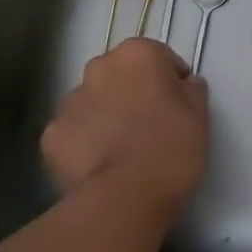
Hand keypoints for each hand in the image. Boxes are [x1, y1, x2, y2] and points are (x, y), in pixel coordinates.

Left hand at [42, 39, 207, 215]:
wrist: (125, 196)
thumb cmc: (171, 147)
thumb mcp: (200, 114)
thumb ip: (192, 89)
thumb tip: (184, 85)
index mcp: (137, 54)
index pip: (159, 57)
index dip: (171, 80)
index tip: (178, 106)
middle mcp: (99, 67)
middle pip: (120, 74)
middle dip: (132, 92)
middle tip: (150, 125)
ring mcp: (69, 101)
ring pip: (93, 102)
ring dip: (106, 115)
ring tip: (122, 149)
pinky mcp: (50, 135)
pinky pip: (73, 132)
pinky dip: (84, 143)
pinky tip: (100, 165)